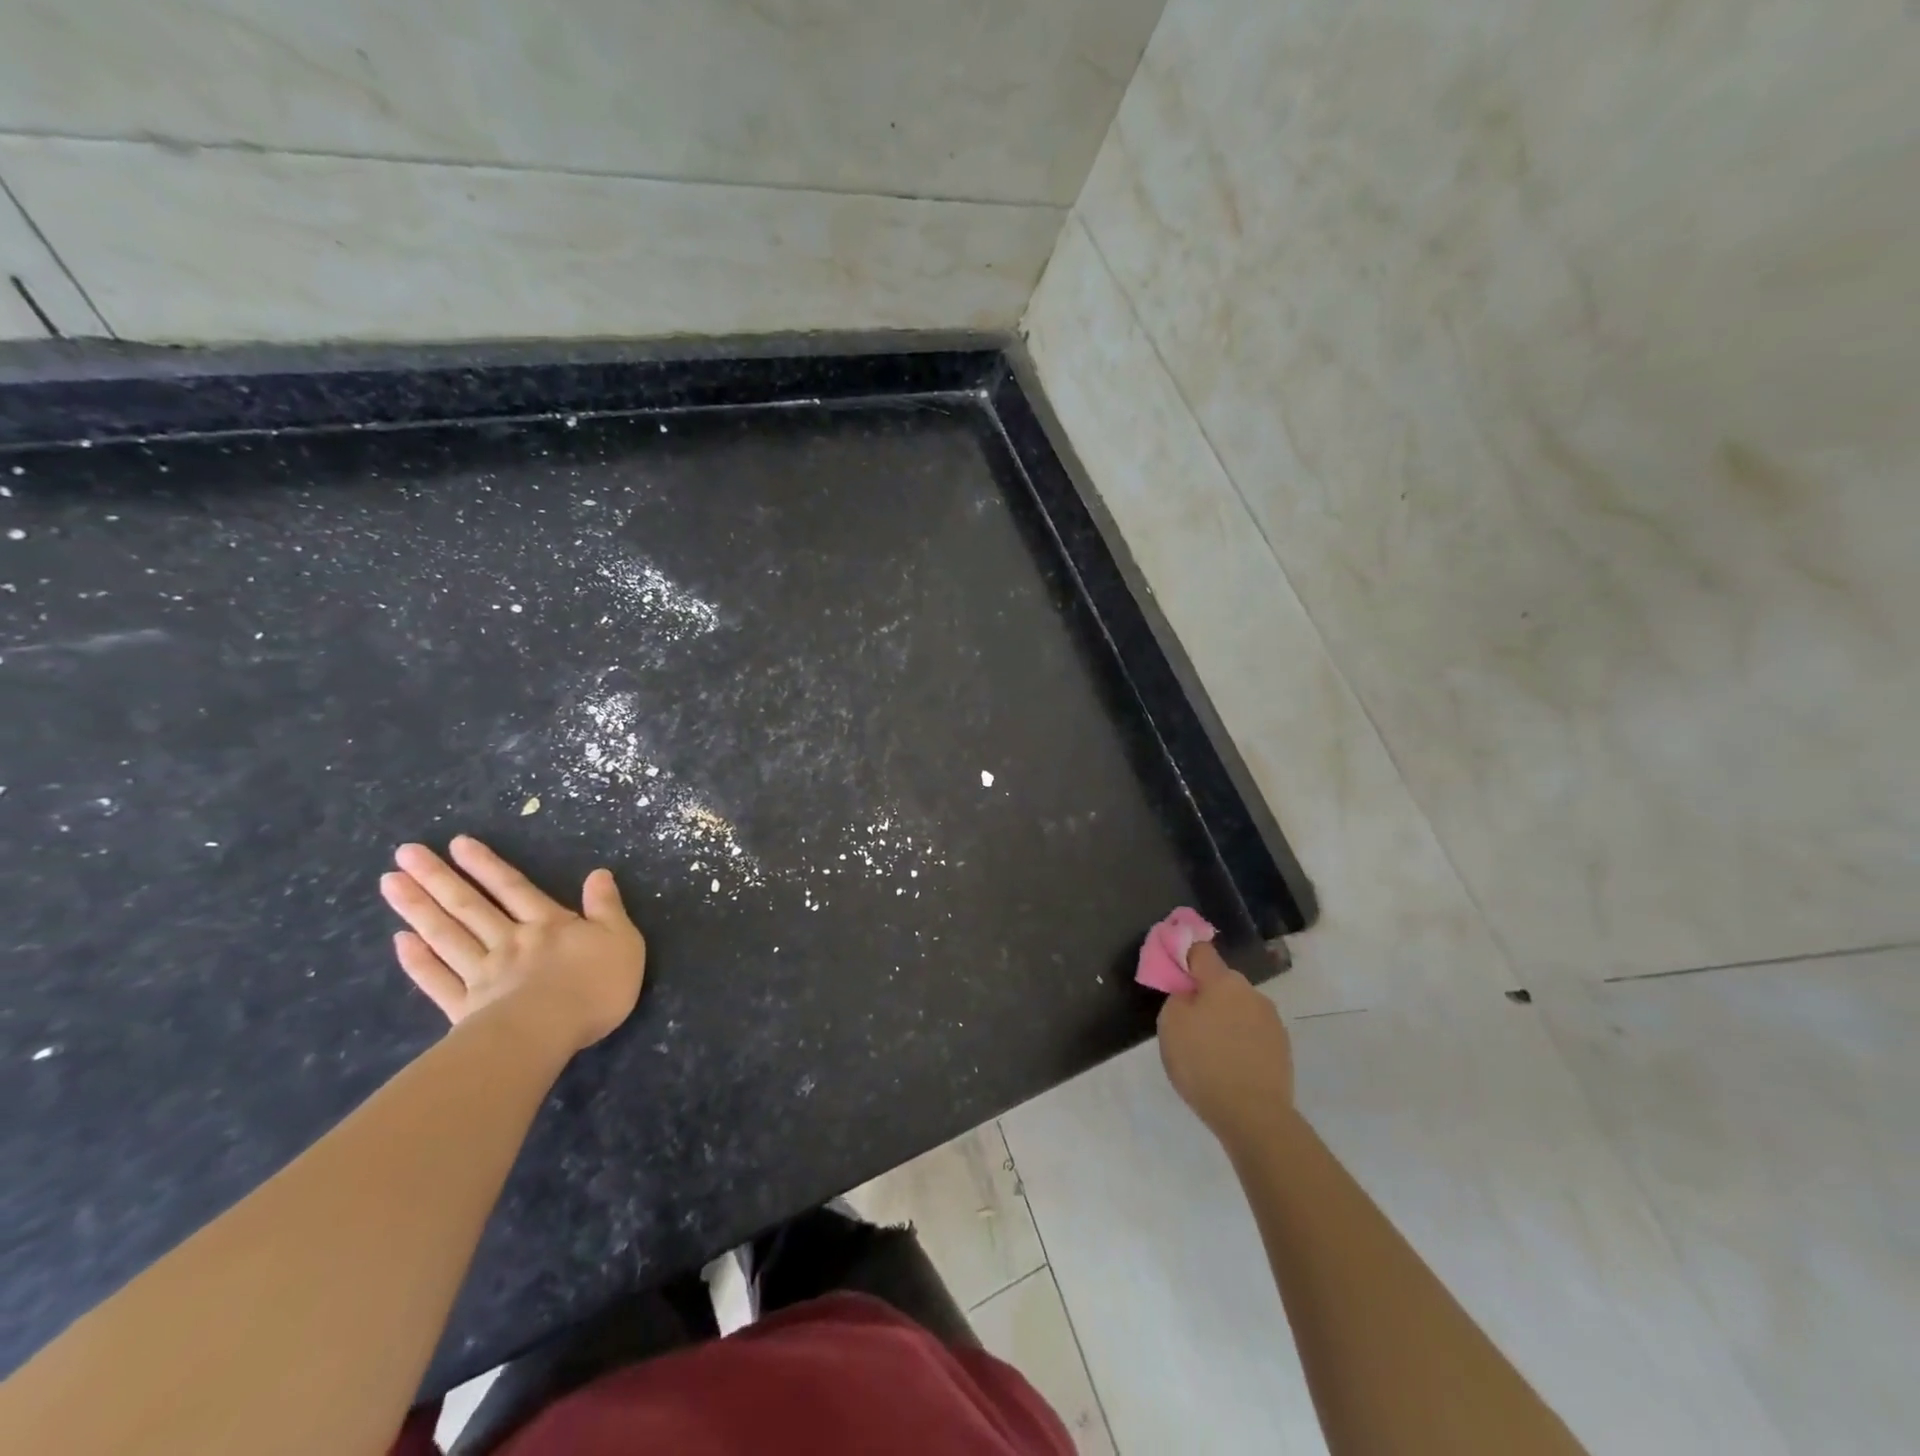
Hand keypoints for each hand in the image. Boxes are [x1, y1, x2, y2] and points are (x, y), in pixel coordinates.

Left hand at [380, 836, 645, 1055]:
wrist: (551, 1033)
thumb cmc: (595, 985)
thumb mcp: (620, 940)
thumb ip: (607, 907)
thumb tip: (599, 873)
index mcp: (548, 925)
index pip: (514, 888)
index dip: (487, 865)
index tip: (457, 843)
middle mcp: (509, 941)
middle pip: (470, 906)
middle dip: (439, 877)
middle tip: (405, 853)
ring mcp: (482, 974)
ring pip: (446, 936)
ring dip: (418, 908)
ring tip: (389, 883)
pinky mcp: (465, 1008)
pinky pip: (437, 980)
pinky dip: (417, 961)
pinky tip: (400, 942)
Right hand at [1157, 942, 1295, 1145]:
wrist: (1253, 1115)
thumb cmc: (1204, 1063)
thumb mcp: (1170, 1025)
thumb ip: (1178, 998)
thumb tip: (1190, 995)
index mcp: (1222, 981)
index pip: (1201, 951)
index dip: (1184, 958)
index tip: (1174, 976)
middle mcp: (1251, 992)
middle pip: (1222, 982)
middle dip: (1206, 995)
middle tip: (1189, 1023)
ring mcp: (1271, 1021)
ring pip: (1239, 1008)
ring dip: (1225, 1019)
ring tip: (1210, 1051)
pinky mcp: (1282, 1048)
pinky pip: (1253, 1033)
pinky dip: (1240, 1041)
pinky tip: (1230, 1066)